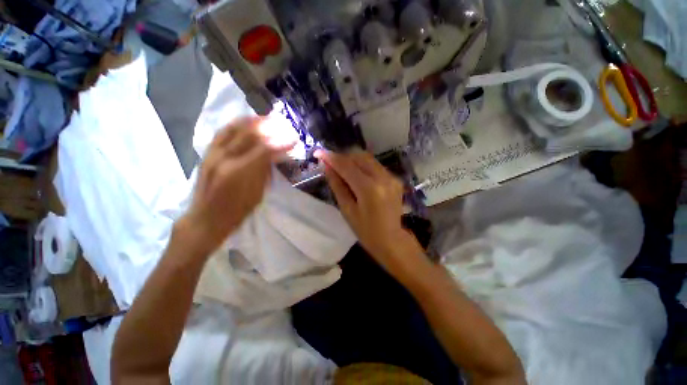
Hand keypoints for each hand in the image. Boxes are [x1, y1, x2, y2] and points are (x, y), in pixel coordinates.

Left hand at [180, 117, 292, 255]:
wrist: (205, 219)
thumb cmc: (236, 212)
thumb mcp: (257, 194)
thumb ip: (265, 171)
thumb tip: (277, 154)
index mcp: (238, 173)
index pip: (264, 150)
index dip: (281, 142)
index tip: (294, 138)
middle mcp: (223, 158)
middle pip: (249, 134)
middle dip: (270, 127)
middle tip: (285, 125)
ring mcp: (212, 153)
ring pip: (234, 128)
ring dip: (254, 121)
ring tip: (269, 118)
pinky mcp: (207, 153)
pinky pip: (223, 131)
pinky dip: (238, 124)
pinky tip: (249, 122)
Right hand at [315, 149, 422, 274]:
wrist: (391, 239)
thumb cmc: (365, 231)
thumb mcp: (347, 210)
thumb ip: (337, 185)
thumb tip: (327, 167)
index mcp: (369, 189)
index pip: (347, 166)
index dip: (331, 157)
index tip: (318, 152)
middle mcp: (383, 178)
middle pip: (359, 156)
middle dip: (343, 157)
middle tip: (331, 164)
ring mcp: (391, 177)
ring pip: (368, 159)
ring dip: (353, 160)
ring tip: (342, 170)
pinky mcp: (395, 179)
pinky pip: (375, 166)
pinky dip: (363, 166)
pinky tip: (357, 176)